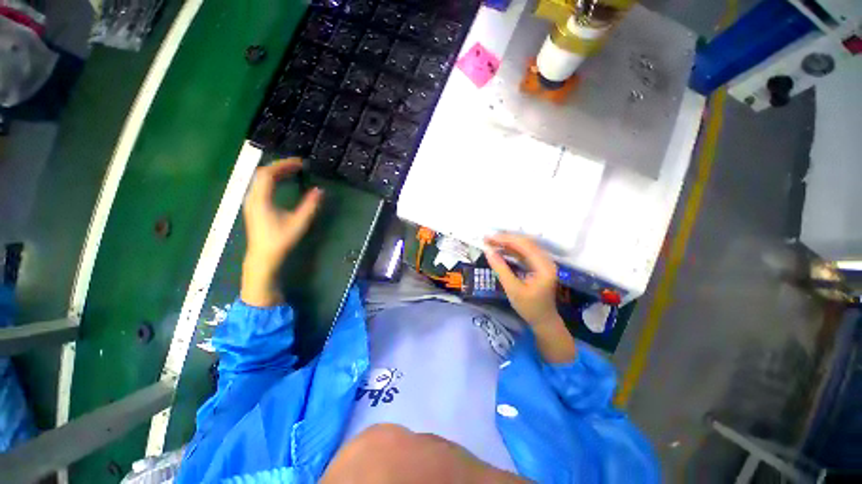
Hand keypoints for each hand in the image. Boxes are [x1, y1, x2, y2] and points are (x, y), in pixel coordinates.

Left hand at [241, 159, 322, 306]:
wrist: (264, 257)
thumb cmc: (281, 240)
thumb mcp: (299, 222)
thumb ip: (309, 205)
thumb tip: (320, 190)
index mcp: (261, 199)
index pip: (269, 174)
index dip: (284, 165)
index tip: (301, 163)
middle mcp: (253, 197)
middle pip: (263, 174)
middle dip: (281, 166)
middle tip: (299, 166)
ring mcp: (252, 202)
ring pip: (262, 180)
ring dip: (277, 173)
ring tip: (294, 171)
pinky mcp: (254, 206)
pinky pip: (262, 186)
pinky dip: (274, 180)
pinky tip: (284, 183)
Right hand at [484, 234, 560, 327]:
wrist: (544, 321)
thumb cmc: (529, 308)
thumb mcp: (513, 289)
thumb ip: (501, 269)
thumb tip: (488, 251)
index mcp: (544, 266)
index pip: (524, 245)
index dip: (505, 239)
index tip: (488, 239)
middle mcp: (546, 260)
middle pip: (525, 242)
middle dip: (505, 239)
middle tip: (487, 239)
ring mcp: (543, 262)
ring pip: (524, 246)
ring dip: (507, 243)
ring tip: (491, 242)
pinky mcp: (538, 265)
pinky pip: (524, 252)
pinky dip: (511, 250)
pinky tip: (500, 250)